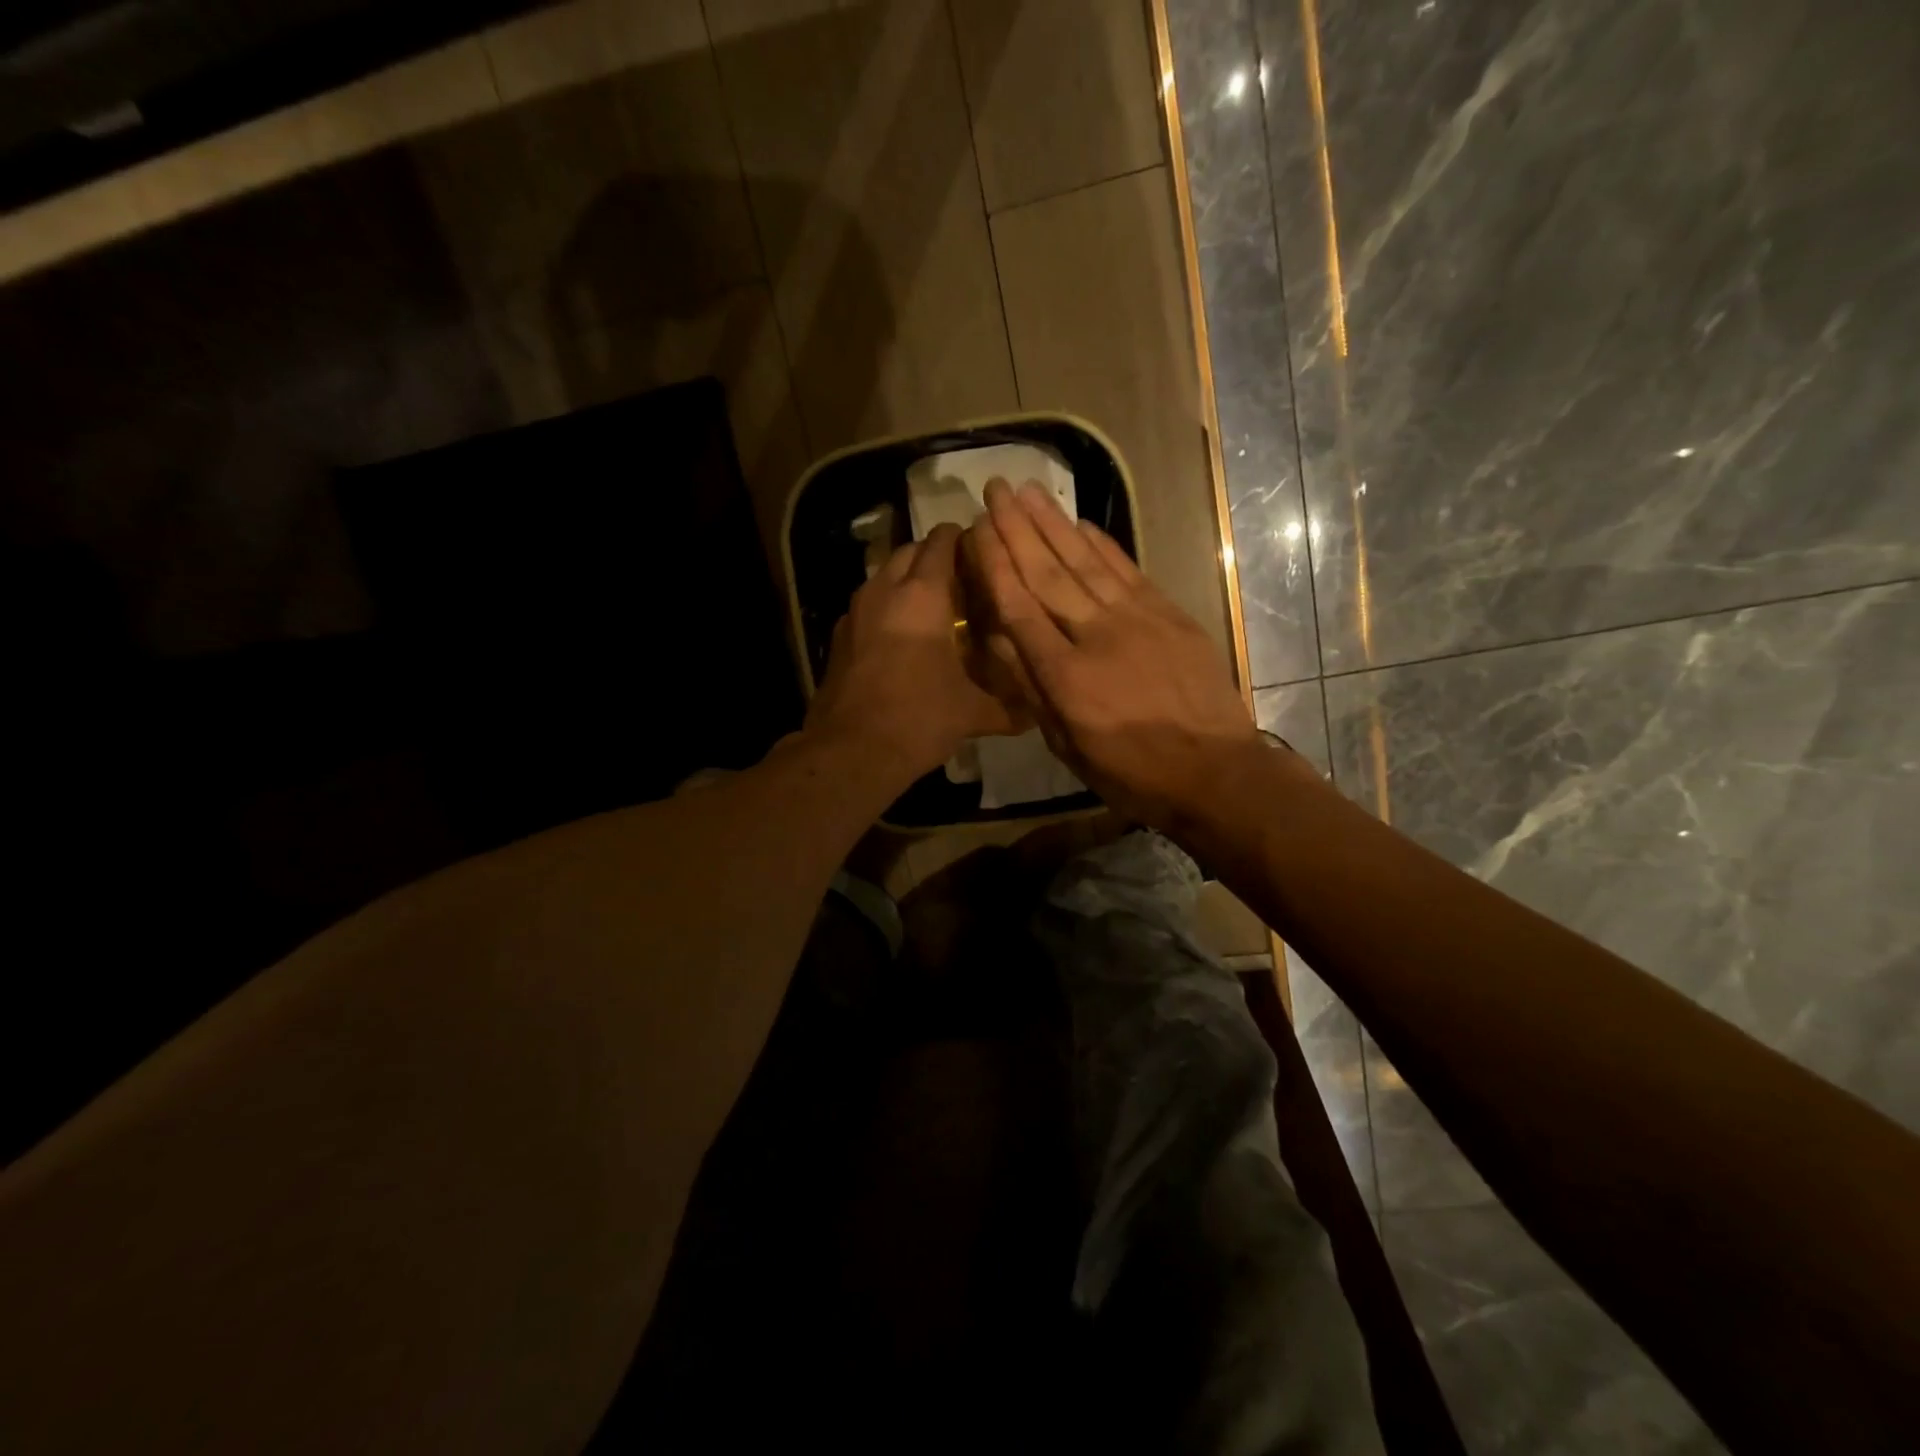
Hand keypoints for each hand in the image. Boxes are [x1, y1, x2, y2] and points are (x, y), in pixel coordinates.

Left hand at [806, 523, 1025, 785]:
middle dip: (935, 557)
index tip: (984, 551)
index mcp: (922, 595)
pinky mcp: (839, 637)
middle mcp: (884, 591)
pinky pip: (868, 606)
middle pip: (910, 552)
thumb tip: (1037, 713)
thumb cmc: (919, 718)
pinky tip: (903, 638)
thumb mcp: (973, 713)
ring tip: (936, 608)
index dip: (963, 538)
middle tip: (964, 581)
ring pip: (885, 576)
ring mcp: (855, 613)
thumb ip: (1009, 708)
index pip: (941, 541)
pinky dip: (887, 608)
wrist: (851, 751)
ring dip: (908, 581)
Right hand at [963, 478, 1265, 830]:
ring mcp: (1137, 619)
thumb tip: (1000, 638)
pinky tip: (1081, 523)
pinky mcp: (1169, 614)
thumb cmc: (1132, 773)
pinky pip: (1127, 570)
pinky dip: (1102, 544)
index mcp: (1065, 677)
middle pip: (1048, 573)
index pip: (1019, 607)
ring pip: (1085, 562)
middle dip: (1016, 528)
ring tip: (1028, 490)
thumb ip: (1033, 690)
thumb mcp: (1068, 746)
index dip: (995, 565)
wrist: (1215, 772)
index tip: (975, 529)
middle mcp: (1096, 636)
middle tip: (994, 489)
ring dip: (1054, 523)